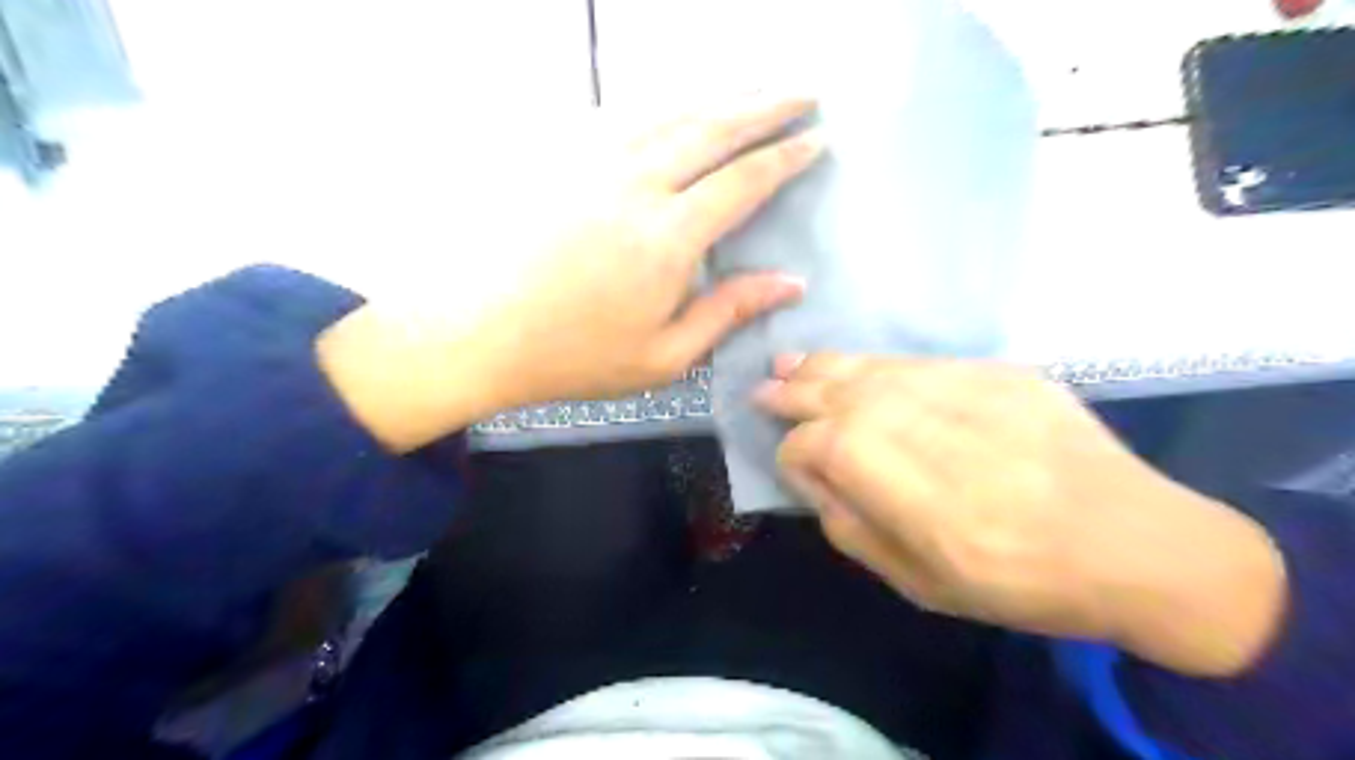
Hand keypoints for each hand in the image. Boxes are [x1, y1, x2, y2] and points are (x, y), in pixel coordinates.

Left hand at [322, 98, 821, 453]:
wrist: (480, 334)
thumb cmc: (577, 357)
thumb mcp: (665, 356)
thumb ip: (729, 311)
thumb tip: (791, 282)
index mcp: (669, 238)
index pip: (744, 181)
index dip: (786, 157)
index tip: (818, 139)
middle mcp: (637, 185)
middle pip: (713, 128)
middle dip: (765, 105)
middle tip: (803, 90)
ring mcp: (594, 164)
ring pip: (669, 111)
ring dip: (719, 93)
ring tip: (754, 84)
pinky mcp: (562, 161)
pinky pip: (622, 117)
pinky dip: (662, 105)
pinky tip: (677, 104)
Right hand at [758, 354, 1281, 672]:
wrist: (1136, 544)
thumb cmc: (1018, 582)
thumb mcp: (918, 583)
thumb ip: (851, 526)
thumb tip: (811, 477)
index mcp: (901, 487)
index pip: (816, 447)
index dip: (792, 453)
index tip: (790, 462)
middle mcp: (922, 425)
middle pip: (835, 395)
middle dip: (791, 392)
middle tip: (763, 388)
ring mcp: (962, 389)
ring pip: (870, 368)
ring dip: (823, 366)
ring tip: (790, 363)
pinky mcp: (997, 372)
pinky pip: (917, 361)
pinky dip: (877, 364)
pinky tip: (858, 368)